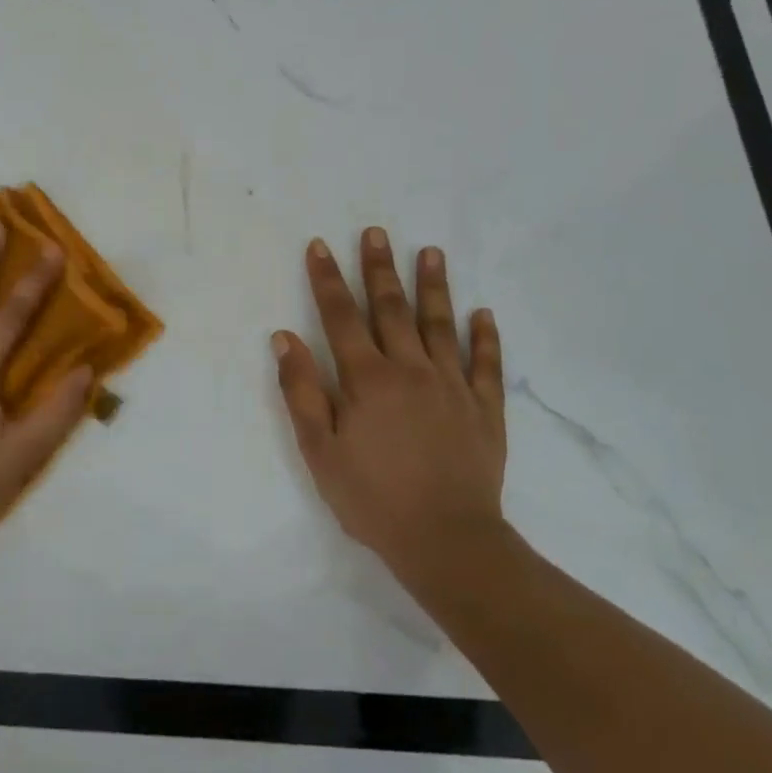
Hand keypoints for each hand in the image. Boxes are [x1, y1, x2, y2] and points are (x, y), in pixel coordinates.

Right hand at [272, 228, 509, 584]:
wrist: (447, 540)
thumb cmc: (372, 498)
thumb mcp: (320, 450)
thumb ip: (302, 391)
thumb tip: (285, 338)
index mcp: (367, 379)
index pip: (341, 317)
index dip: (328, 279)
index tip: (320, 245)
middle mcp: (411, 370)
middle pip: (391, 309)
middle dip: (379, 268)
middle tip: (376, 232)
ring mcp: (453, 386)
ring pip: (441, 325)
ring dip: (434, 286)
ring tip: (431, 252)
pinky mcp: (485, 409)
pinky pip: (486, 364)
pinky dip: (485, 337)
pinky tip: (483, 313)